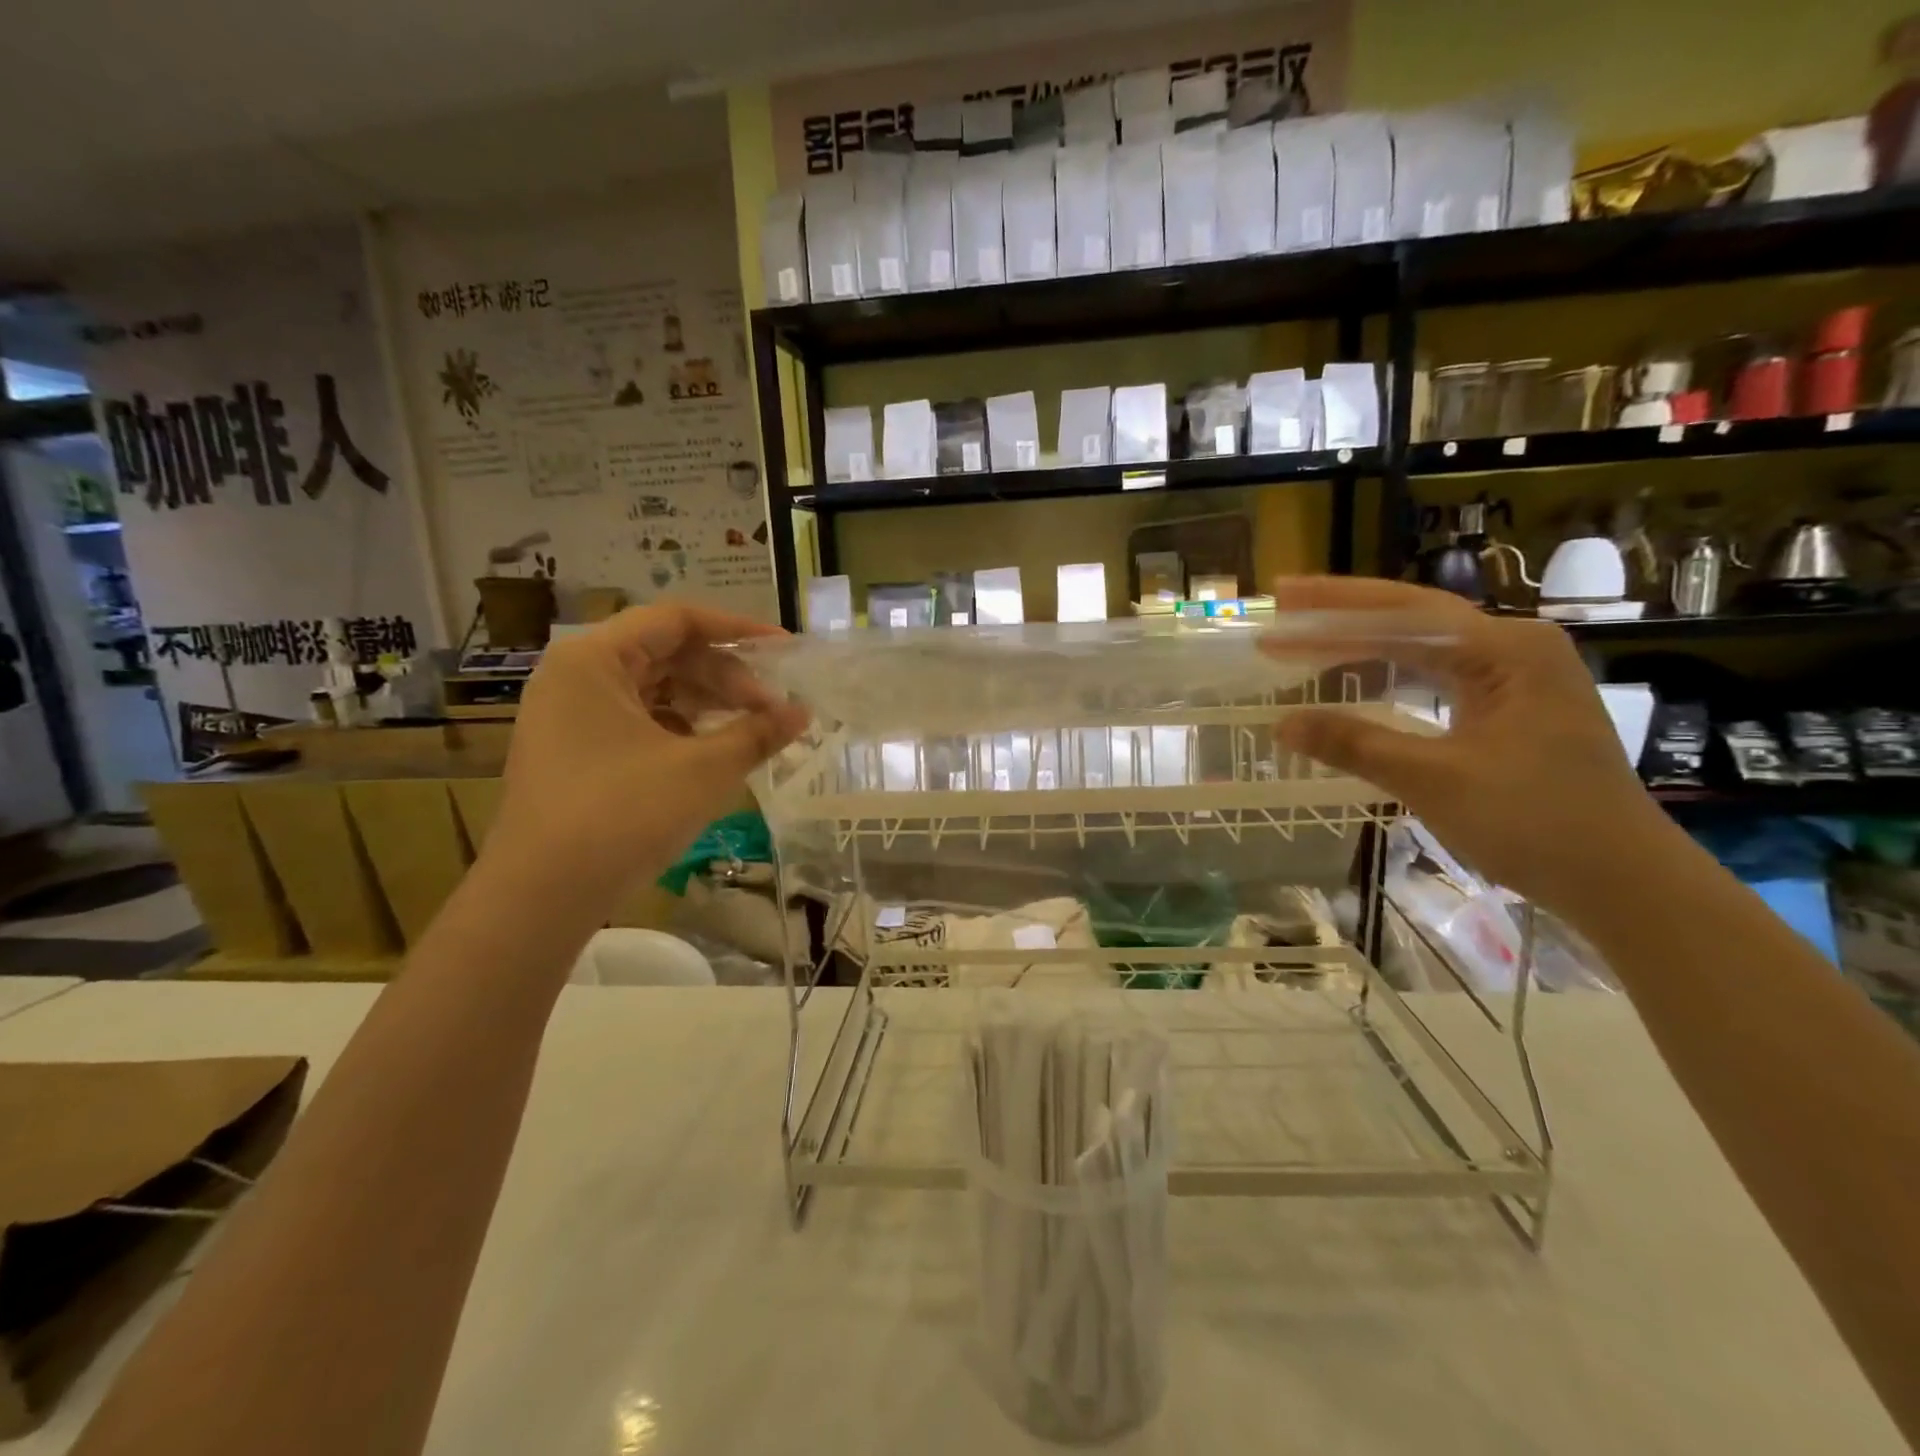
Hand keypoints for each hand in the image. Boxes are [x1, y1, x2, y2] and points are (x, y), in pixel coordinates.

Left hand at [486, 603, 807, 911]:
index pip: (675, 620)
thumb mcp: (703, 770)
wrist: (542, 896)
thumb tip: (803, 713)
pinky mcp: (576, 753)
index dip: (736, 631)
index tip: (783, 649)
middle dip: (725, 677)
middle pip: (666, 654)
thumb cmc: (623, 815)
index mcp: (594, 659)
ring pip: (654, 691)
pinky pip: (639, 722)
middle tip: (773, 707)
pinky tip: (717, 752)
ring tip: (754, 729)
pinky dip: (681, 730)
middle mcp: (576, 676)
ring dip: (707, 705)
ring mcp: (571, 717)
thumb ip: (757, 733)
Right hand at [1260, 577, 1674, 918]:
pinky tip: (1357, 677)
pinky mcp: (1510, 707)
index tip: (1279, 604)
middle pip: (1412, 618)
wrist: (1623, 881)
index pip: (1403, 613)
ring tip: (1306, 638)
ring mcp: (1516, 678)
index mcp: (1507, 650)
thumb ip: (1355, 744)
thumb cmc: (1536, 823)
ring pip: (1422, 645)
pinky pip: (1436, 675)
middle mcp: (1514, 649)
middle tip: (1283, 608)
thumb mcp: (1435, 781)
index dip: (1332, 611)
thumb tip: (1281, 723)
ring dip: (1363, 643)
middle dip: (1344, 615)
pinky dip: (1389, 674)